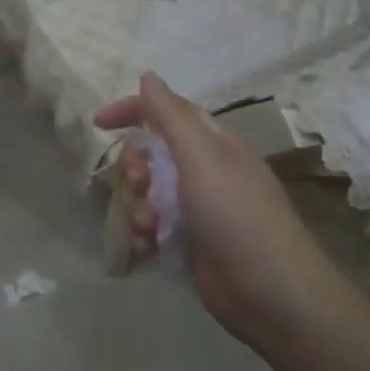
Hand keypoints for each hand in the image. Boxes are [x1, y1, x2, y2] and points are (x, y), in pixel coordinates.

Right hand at [95, 72, 325, 346]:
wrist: (270, 293)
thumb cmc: (235, 215)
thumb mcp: (201, 157)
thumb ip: (171, 116)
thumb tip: (148, 76)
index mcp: (213, 145)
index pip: (167, 114)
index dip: (133, 111)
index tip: (99, 123)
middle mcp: (204, 173)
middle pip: (152, 155)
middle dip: (136, 168)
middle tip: (140, 183)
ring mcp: (197, 211)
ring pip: (148, 194)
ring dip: (138, 206)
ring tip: (148, 226)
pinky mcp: (189, 245)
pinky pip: (152, 228)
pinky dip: (144, 235)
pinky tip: (147, 248)